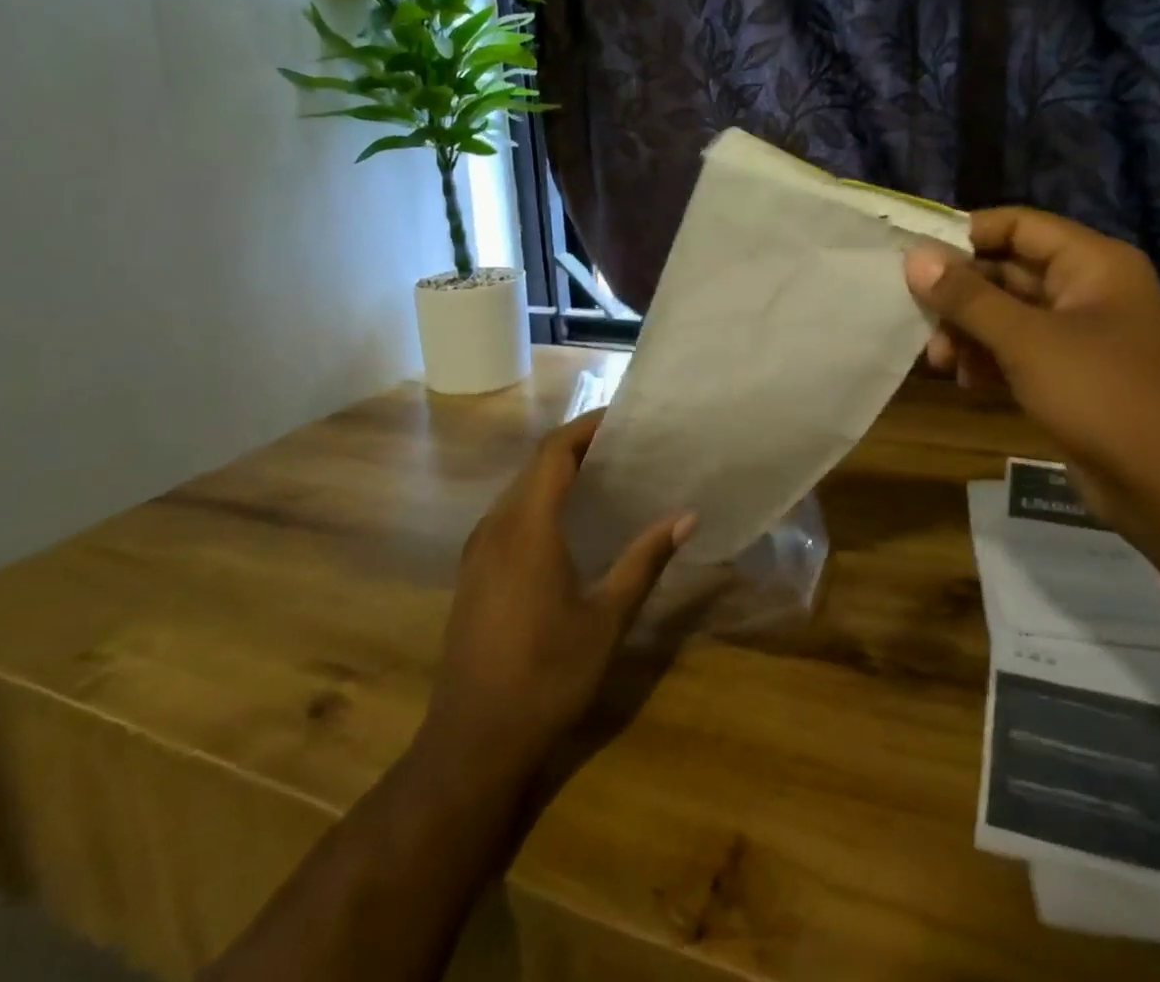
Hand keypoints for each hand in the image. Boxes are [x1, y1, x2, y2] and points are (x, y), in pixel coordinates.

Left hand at [418, 409, 694, 779]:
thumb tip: (687, 517)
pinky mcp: (473, 572)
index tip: (625, 418)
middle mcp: (495, 527)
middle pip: (536, 464)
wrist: (472, 741)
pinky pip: (509, 514)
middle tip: (627, 446)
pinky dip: (542, 500)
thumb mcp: (606, 620)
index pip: (554, 451)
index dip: (587, 426)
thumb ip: (644, 561)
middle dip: (579, 446)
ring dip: (559, 473)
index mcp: (527, 527)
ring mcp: (478, 550)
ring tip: (607, 476)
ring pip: (520, 489)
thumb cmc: (546, 676)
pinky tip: (571, 523)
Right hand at [907, 208, 1159, 541]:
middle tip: (915, 315)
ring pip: (1007, 315)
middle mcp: (1088, 290)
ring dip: (968, 331)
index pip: (1018, 225)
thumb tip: (915, 257)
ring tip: (937, 360)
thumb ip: (967, 297)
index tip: (915, 257)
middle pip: (1007, 271)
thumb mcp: (1027, 341)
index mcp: (1092, 263)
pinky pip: (1017, 350)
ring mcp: (1081, 335)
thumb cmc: (1103, 396)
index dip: (965, 235)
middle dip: (960, 294)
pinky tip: (963, 380)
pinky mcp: (1072, 375)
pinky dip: (987, 359)